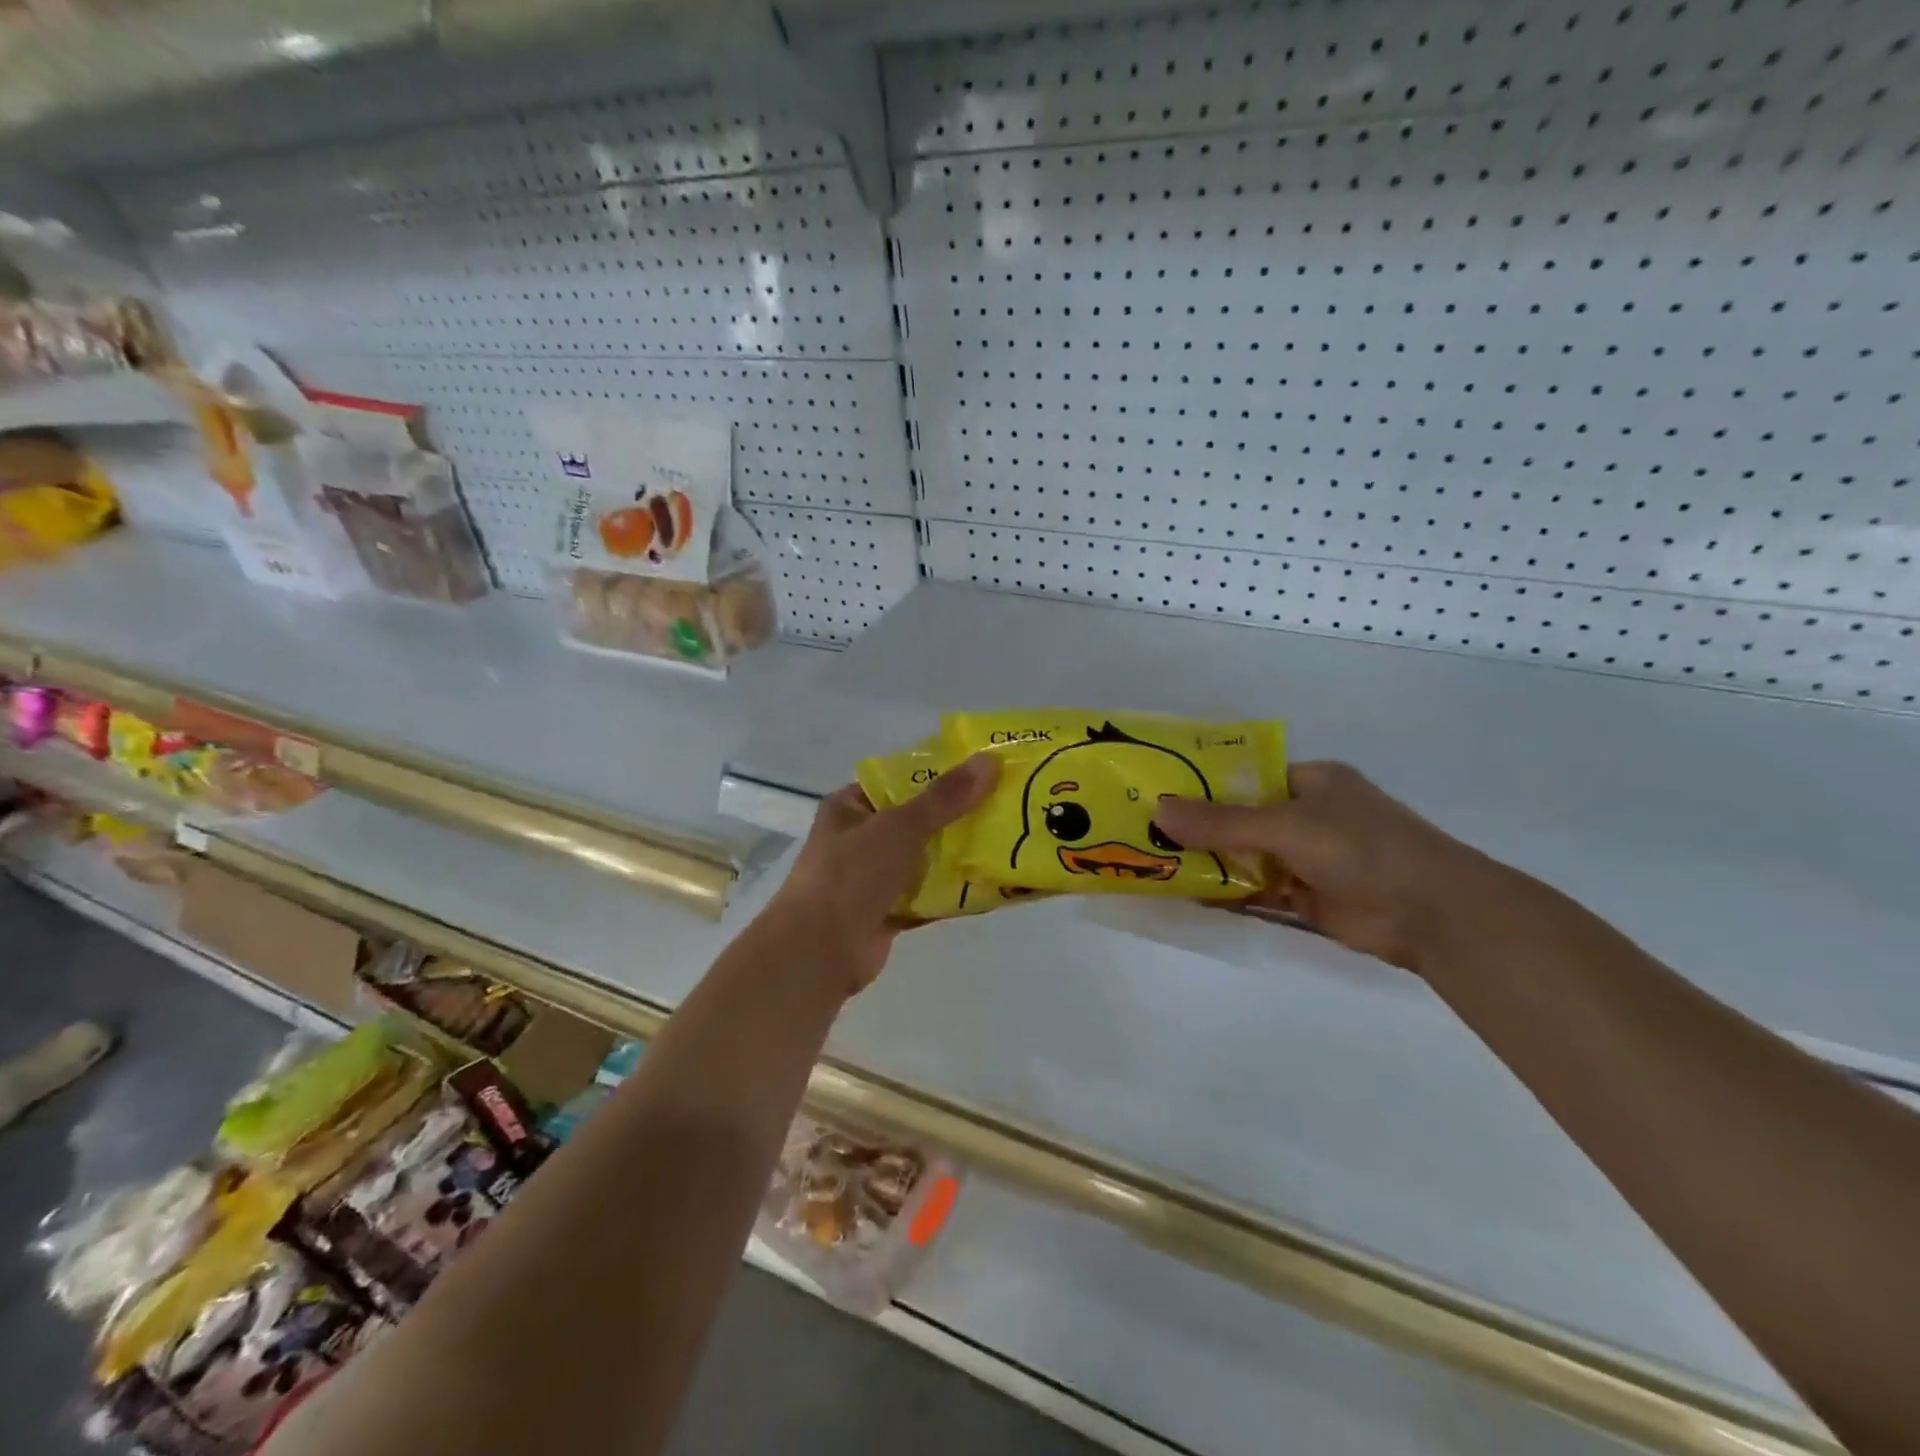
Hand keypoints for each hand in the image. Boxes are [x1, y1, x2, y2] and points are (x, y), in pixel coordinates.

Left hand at [762, 753, 998, 994]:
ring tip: (1005, 841)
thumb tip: (990, 762)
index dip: (937, 775)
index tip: (981, 771)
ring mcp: (872, 879)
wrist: (818, 952)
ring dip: (956, 856)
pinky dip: (951, 893)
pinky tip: (989, 885)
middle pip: (915, 821)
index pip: (898, 781)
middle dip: (955, 817)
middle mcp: (858, 840)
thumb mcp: (899, 827)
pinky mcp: (886, 914)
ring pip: (922, 860)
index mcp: (850, 808)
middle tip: (1003, 805)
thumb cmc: (850, 875)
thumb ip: (944, 799)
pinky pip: (926, 896)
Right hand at [1155, 760, 1498, 973]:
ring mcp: (1305, 858)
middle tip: (1143, 828)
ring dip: (1208, 860)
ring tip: (1152, 859)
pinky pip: (1255, 889)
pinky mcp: (1305, 896)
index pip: (1245, 775)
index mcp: (1309, 781)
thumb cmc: (1361, 848)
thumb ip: (1222, 822)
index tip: (1156, 789)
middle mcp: (1306, 815)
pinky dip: (1226, 891)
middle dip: (1197, 825)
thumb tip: (1157, 811)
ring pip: (1245, 855)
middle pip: (1240, 817)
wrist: (1431, 914)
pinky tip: (1186, 892)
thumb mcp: (1286, 825)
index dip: (1202, 782)